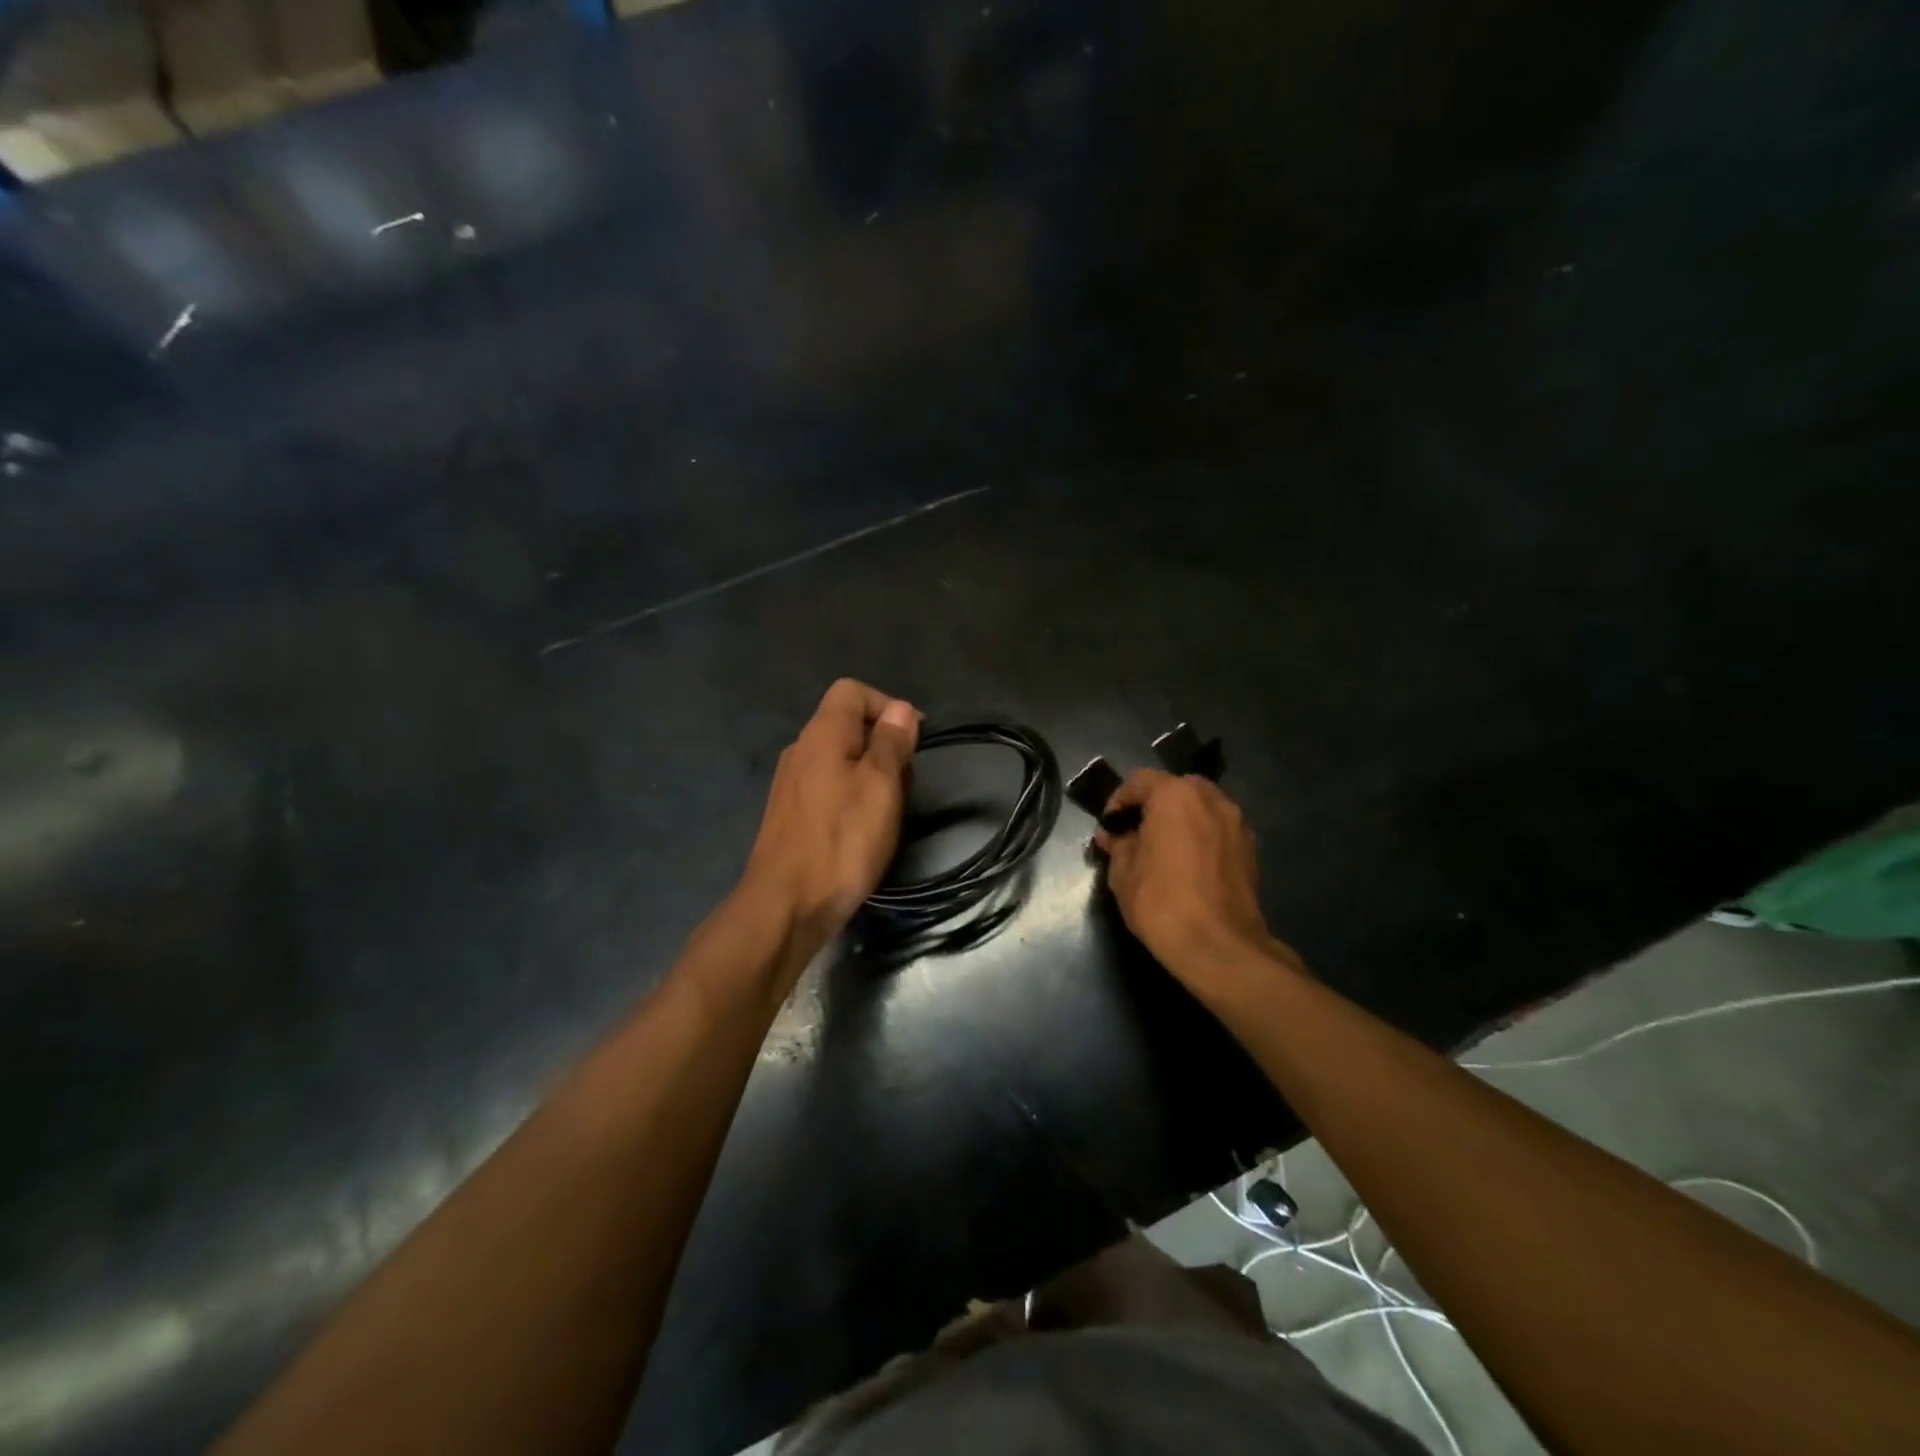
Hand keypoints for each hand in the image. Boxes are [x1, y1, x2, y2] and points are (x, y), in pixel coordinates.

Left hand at [742, 679, 920, 948]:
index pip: (852, 690)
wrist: (786, 906)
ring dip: (870, 774)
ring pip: (840, 758)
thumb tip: (900, 709)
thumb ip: (891, 742)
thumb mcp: (880, 786)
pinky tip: (861, 830)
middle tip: (904, 783)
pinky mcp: (789, 813)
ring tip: (888, 811)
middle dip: (883, 744)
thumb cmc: (842, 841)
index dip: (887, 705)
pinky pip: (827, 786)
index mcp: (822, 734)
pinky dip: (851, 796)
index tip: (912, 740)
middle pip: (847, 724)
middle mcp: (801, 750)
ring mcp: (791, 783)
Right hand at [1094, 771, 1296, 993]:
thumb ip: (1118, 846)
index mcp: (1175, 795)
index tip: (1110, 826)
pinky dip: (1202, 836)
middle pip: (1176, 788)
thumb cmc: (1161, 902)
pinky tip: (1189, 865)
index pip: (1140, 780)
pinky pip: (1219, 829)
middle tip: (1137, 833)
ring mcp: (1237, 822)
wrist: (1219, 946)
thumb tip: (1112, 836)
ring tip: (1165, 849)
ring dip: (1181, 819)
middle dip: (1154, 805)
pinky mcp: (1251, 848)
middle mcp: (1211, 798)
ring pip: (1202, 807)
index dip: (1119, 800)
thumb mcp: (1123, 873)